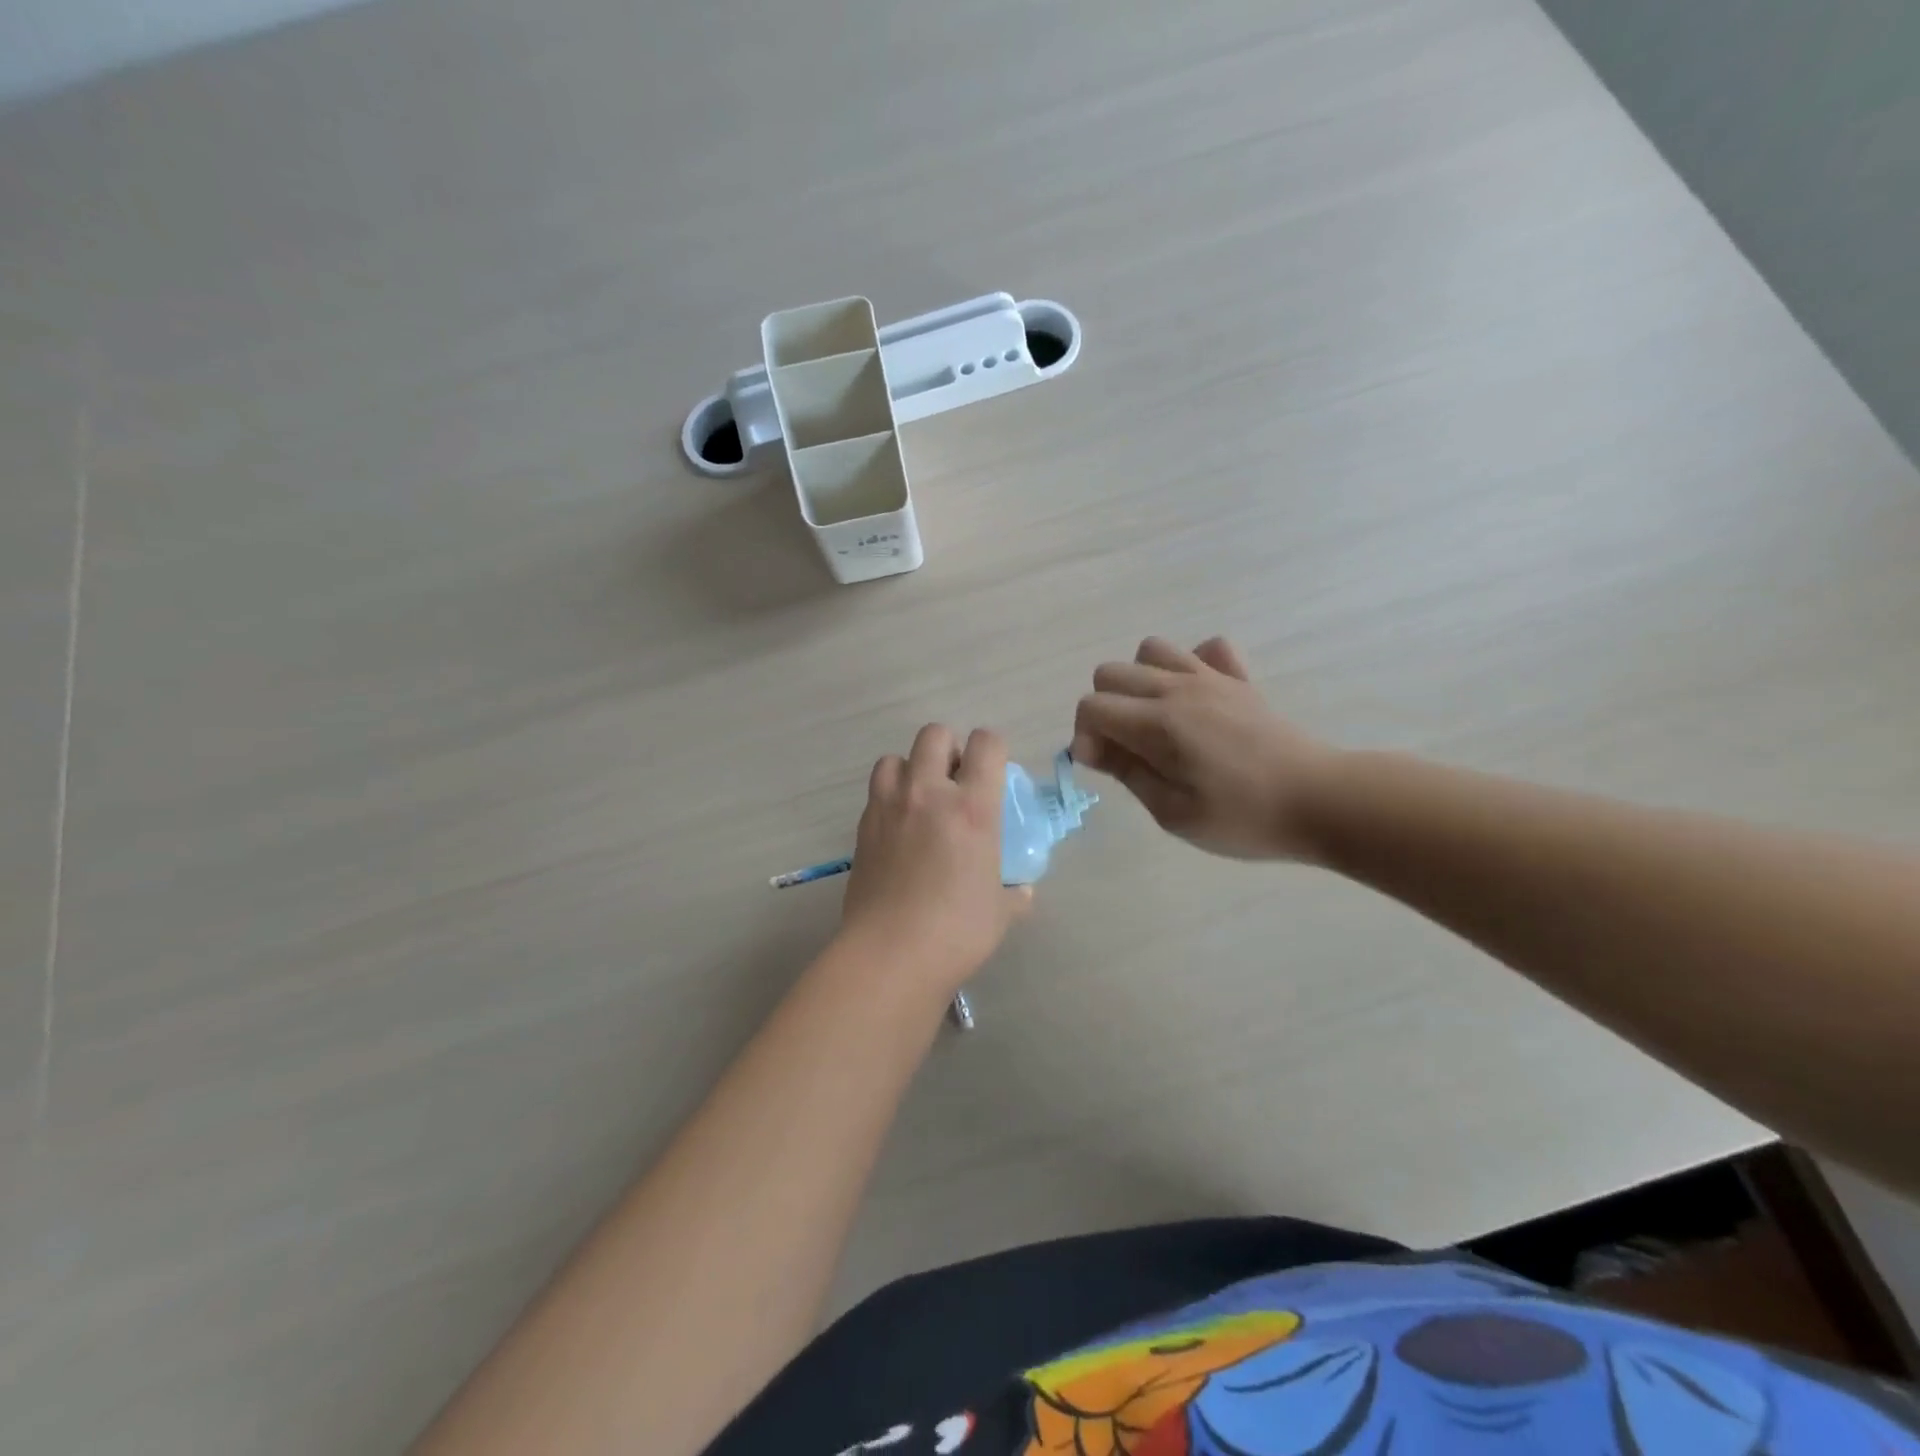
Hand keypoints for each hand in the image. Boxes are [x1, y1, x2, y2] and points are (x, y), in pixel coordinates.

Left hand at [839, 724, 1031, 992]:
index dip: (994, 747)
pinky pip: (876, 792)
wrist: (890, 955)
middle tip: (956, 783)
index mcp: (972, 807)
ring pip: (895, 757)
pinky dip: (890, 797)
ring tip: (921, 799)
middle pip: (934, 735)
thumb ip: (1015, 893)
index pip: (986, 743)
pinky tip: (899, 829)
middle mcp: (928, 793)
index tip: (994, 771)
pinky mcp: (863, 827)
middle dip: (950, 749)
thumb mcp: (1001, 912)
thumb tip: (1022, 891)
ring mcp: (889, 807)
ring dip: (912, 768)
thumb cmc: (956, 932)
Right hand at [1071, 636, 1335, 860]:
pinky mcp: (1239, 680)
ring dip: (1140, 680)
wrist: (1321, 800)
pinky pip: (1206, 649)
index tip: (1103, 767)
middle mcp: (1178, 688)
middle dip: (1104, 708)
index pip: (1092, 706)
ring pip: (1152, 650)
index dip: (1085, 736)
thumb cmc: (1243, 818)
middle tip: (1127, 748)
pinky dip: (1192, 664)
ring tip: (1155, 718)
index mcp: (1158, 723)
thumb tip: (1090, 747)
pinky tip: (1197, 699)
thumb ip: (1128, 772)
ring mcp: (1211, 678)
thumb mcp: (1173, 813)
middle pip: (1111, 672)